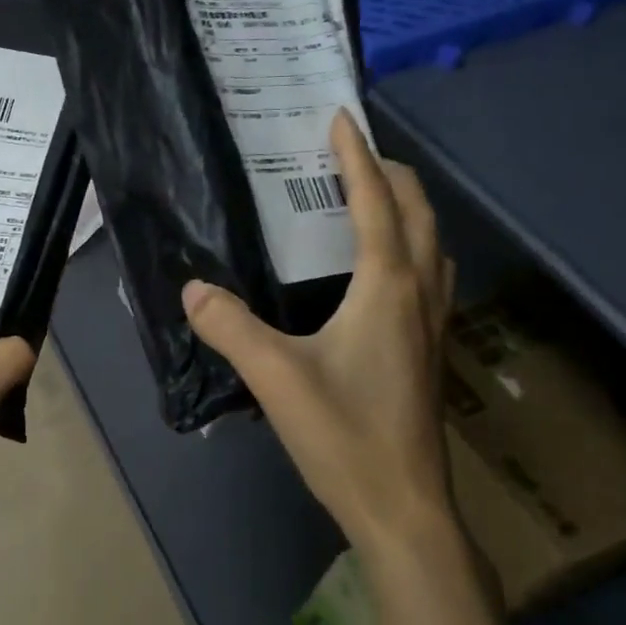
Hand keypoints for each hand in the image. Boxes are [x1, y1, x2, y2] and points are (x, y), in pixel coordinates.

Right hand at [182, 111, 456, 566]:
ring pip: (432, 244)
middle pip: (418, 212)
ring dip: (407, 209)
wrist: (402, 505)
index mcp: (388, 287)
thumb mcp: (275, 376)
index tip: (339, 118)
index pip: (375, 202)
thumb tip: (192, 288)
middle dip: (389, 173)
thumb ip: (230, 326)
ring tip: (369, 200)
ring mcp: (433, 325)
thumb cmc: (344, 434)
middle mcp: (420, 294)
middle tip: (351, 153)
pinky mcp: (429, 351)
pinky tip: (382, 270)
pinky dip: (410, 247)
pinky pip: (428, 275)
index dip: (356, 156)